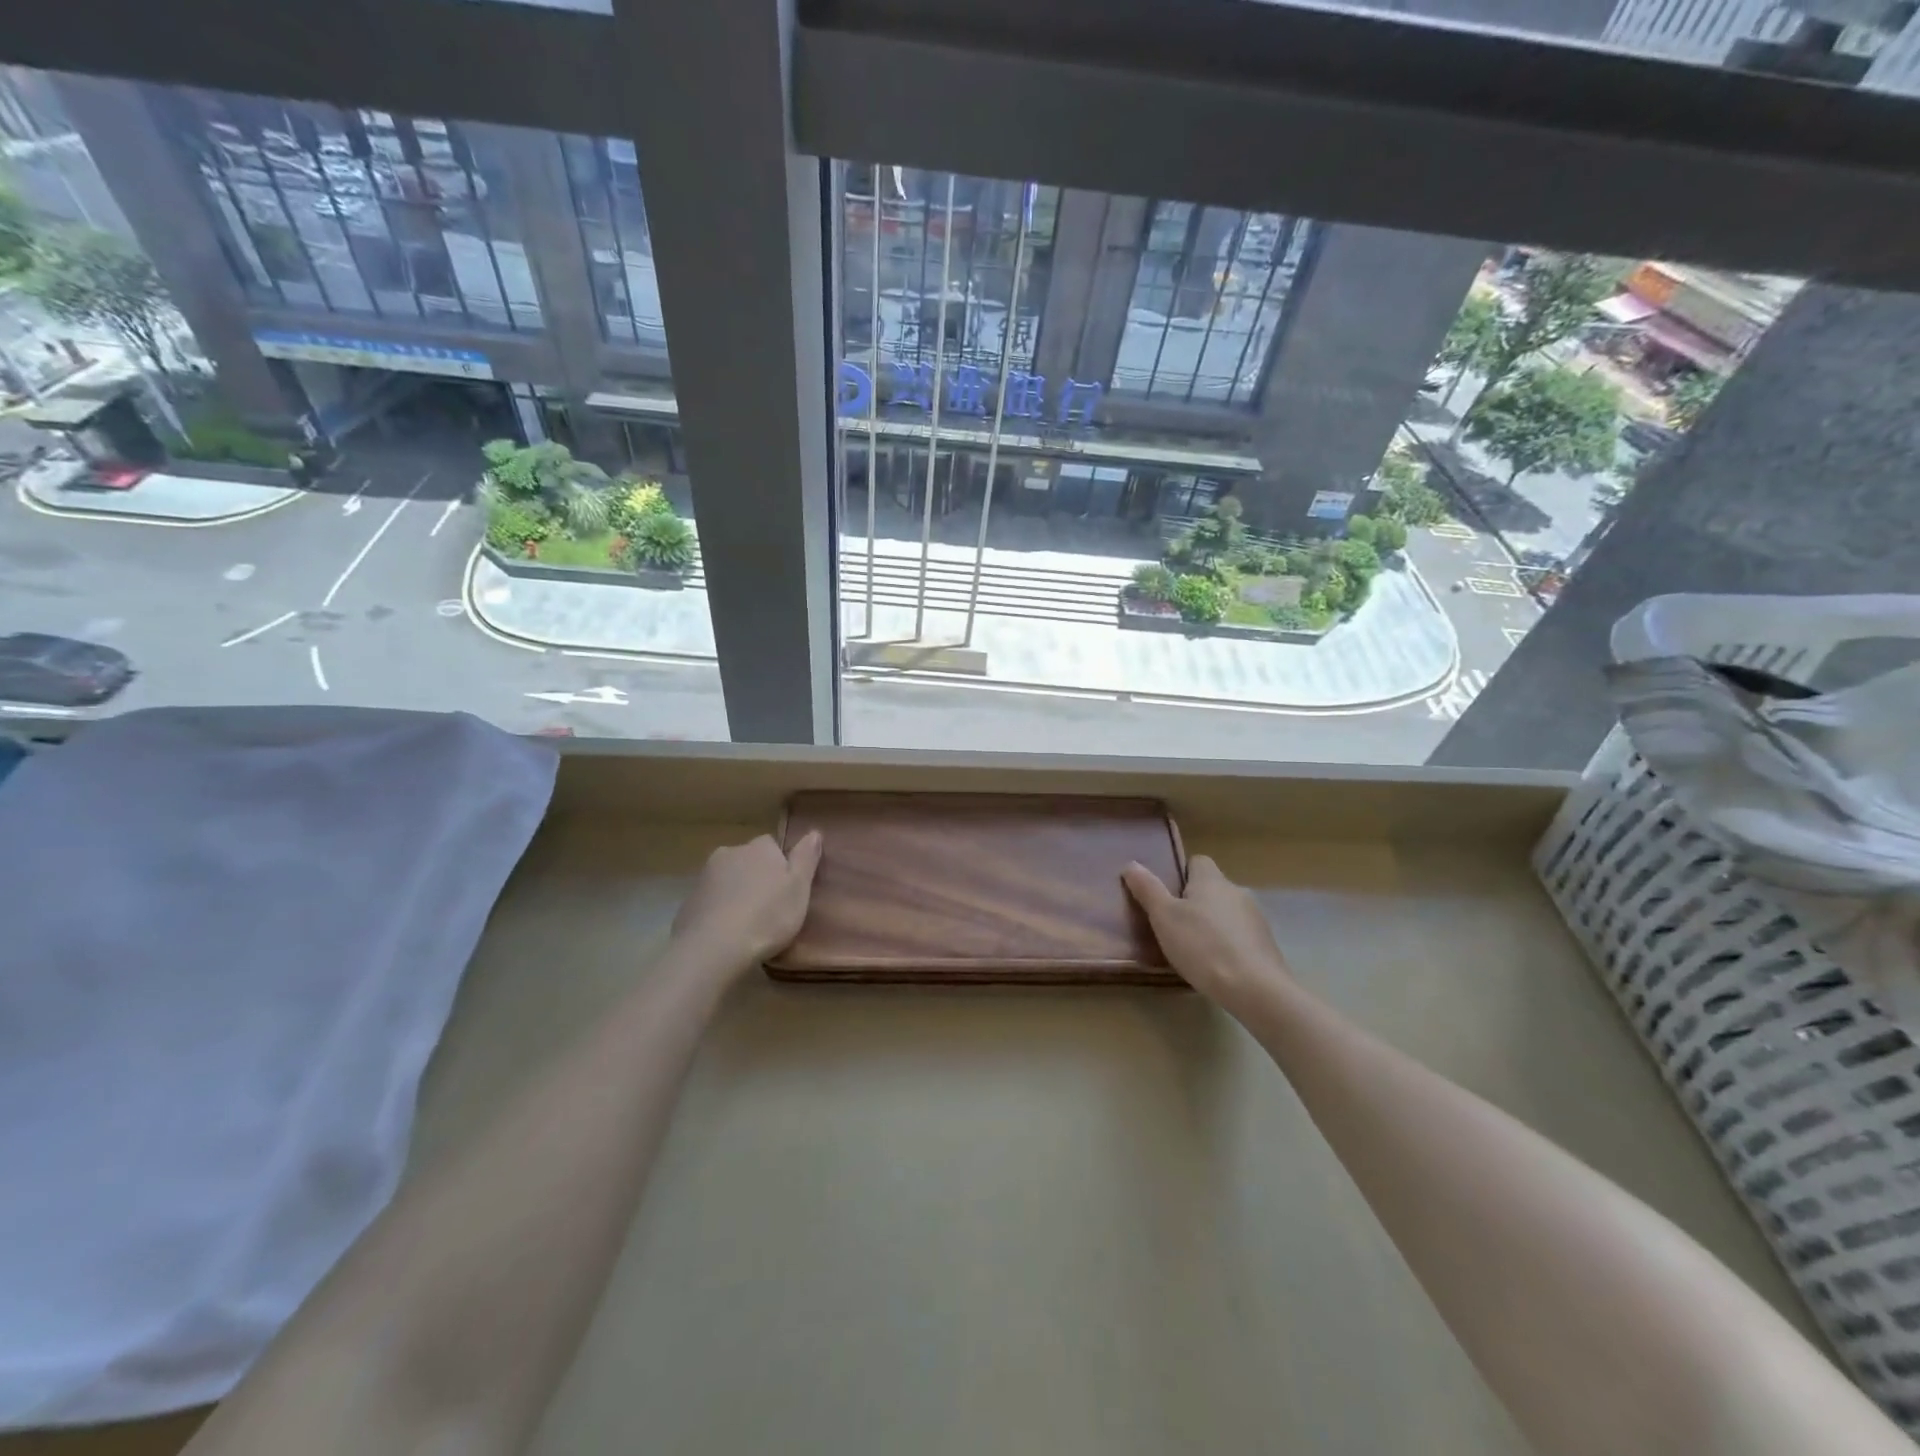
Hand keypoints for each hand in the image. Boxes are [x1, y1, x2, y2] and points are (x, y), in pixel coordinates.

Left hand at [670, 831, 823, 972]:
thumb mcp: (799, 887)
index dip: (781, 867)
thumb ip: (806, 858)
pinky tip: (726, 934)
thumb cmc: (767, 916)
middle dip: (757, 878)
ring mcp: (705, 877)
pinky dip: (719, 912)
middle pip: (748, 861)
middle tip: (770, 908)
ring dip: (737, 894)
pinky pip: (711, 902)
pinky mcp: (688, 902)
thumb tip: (814, 832)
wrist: (713, 948)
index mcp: (759, 847)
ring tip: (748, 925)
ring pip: (728, 880)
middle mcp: (729, 853)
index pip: (772, 846)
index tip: (787, 890)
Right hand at [1123, 854, 1293, 1014]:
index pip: (1197, 862)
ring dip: (1212, 924)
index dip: (1181, 875)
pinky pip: (1239, 935)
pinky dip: (1227, 944)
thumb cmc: (1202, 946)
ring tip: (1193, 949)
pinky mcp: (1266, 944)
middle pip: (1211, 888)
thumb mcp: (1164, 917)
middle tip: (1173, 925)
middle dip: (1194, 902)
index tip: (1167, 896)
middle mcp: (1236, 891)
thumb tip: (1131, 864)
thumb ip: (1147, 889)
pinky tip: (1216, 965)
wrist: (1255, 988)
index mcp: (1211, 880)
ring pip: (1226, 913)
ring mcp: (1255, 918)